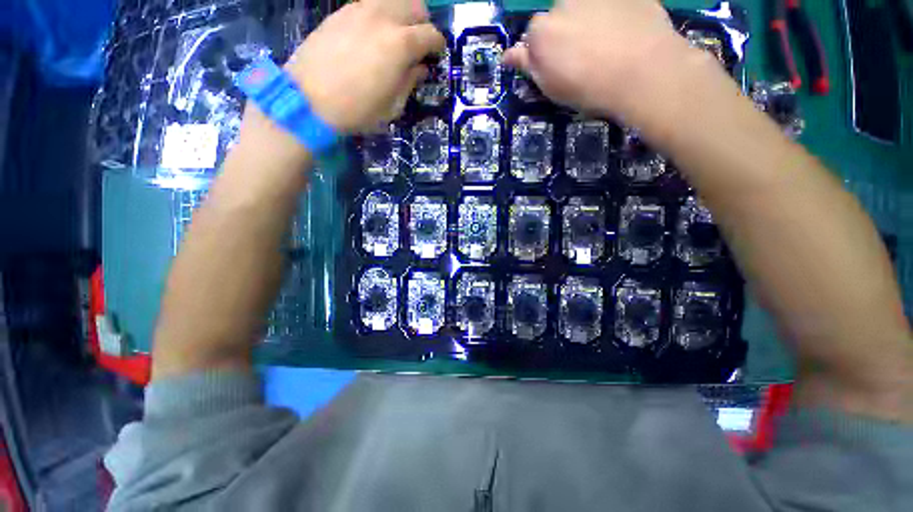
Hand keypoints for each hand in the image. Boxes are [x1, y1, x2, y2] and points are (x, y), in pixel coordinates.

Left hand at [285, 0, 444, 132]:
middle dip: (423, 24)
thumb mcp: (392, 106)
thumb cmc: (357, 110)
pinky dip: (380, 13)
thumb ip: (410, 82)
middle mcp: (383, 17)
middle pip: (415, 6)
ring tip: (398, 35)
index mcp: (400, 44)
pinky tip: (374, 33)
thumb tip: (420, 68)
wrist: (308, 100)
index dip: (438, 45)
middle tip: (419, 44)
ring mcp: (360, 9)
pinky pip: (370, 3)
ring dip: (402, 14)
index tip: (436, 56)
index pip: (431, 34)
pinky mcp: (341, 12)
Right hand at [504, 0, 707, 127]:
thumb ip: (528, 65)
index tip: (557, 67)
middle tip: (583, 56)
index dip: (544, 52)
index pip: (534, 36)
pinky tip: (626, 33)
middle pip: (560, 16)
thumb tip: (509, 55)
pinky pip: (615, 4)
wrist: (643, 74)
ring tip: (608, 44)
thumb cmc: (589, 88)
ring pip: (586, 7)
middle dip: (566, 32)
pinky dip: (617, 14)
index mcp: (541, 29)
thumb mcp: (551, 86)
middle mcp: (564, 2)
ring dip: (590, 19)